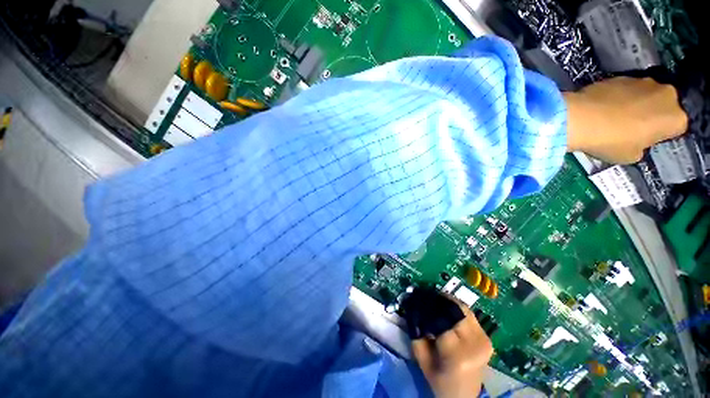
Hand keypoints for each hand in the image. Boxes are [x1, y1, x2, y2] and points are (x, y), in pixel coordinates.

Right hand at [411, 300, 492, 397]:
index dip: (429, 306)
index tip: (418, 298)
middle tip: (427, 297)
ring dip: (448, 303)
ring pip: (464, 308)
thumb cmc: (439, 379)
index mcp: (457, 353)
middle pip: (456, 309)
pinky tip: (447, 310)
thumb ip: (416, 332)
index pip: (442, 318)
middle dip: (439, 300)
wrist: (463, 394)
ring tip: (436, 301)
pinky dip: (457, 309)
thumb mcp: (421, 358)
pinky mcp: (488, 338)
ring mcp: (485, 340)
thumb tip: (414, 307)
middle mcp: (475, 343)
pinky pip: (469, 315)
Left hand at [565, 77, 687, 163]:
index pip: (676, 127)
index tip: (646, 138)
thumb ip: (642, 146)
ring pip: (646, 94)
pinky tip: (604, 106)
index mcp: (676, 118)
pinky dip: (619, 96)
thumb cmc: (611, 141)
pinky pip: (626, 88)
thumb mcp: (631, 155)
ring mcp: (644, 80)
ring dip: (636, 103)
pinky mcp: (623, 75)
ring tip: (615, 115)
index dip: (661, 133)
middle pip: (663, 106)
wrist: (581, 118)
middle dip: (652, 114)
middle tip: (632, 126)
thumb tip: (637, 140)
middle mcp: (668, 94)